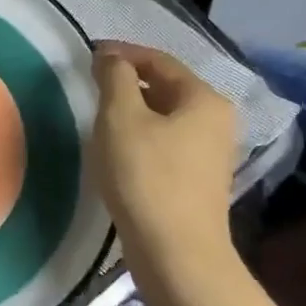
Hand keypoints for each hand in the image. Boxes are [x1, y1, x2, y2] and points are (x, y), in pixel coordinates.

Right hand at [89, 41, 239, 283]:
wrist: (175, 252)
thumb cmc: (146, 176)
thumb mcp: (121, 118)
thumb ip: (115, 78)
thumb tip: (111, 57)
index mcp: (204, 99)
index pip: (159, 60)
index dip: (122, 53)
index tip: (89, 54)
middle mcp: (216, 120)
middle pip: (166, 87)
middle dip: (128, 81)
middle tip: (91, 83)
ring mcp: (211, 153)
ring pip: (165, 116)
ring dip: (133, 109)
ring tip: (99, 114)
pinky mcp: (198, 180)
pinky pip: (166, 141)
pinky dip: (141, 134)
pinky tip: (118, 148)